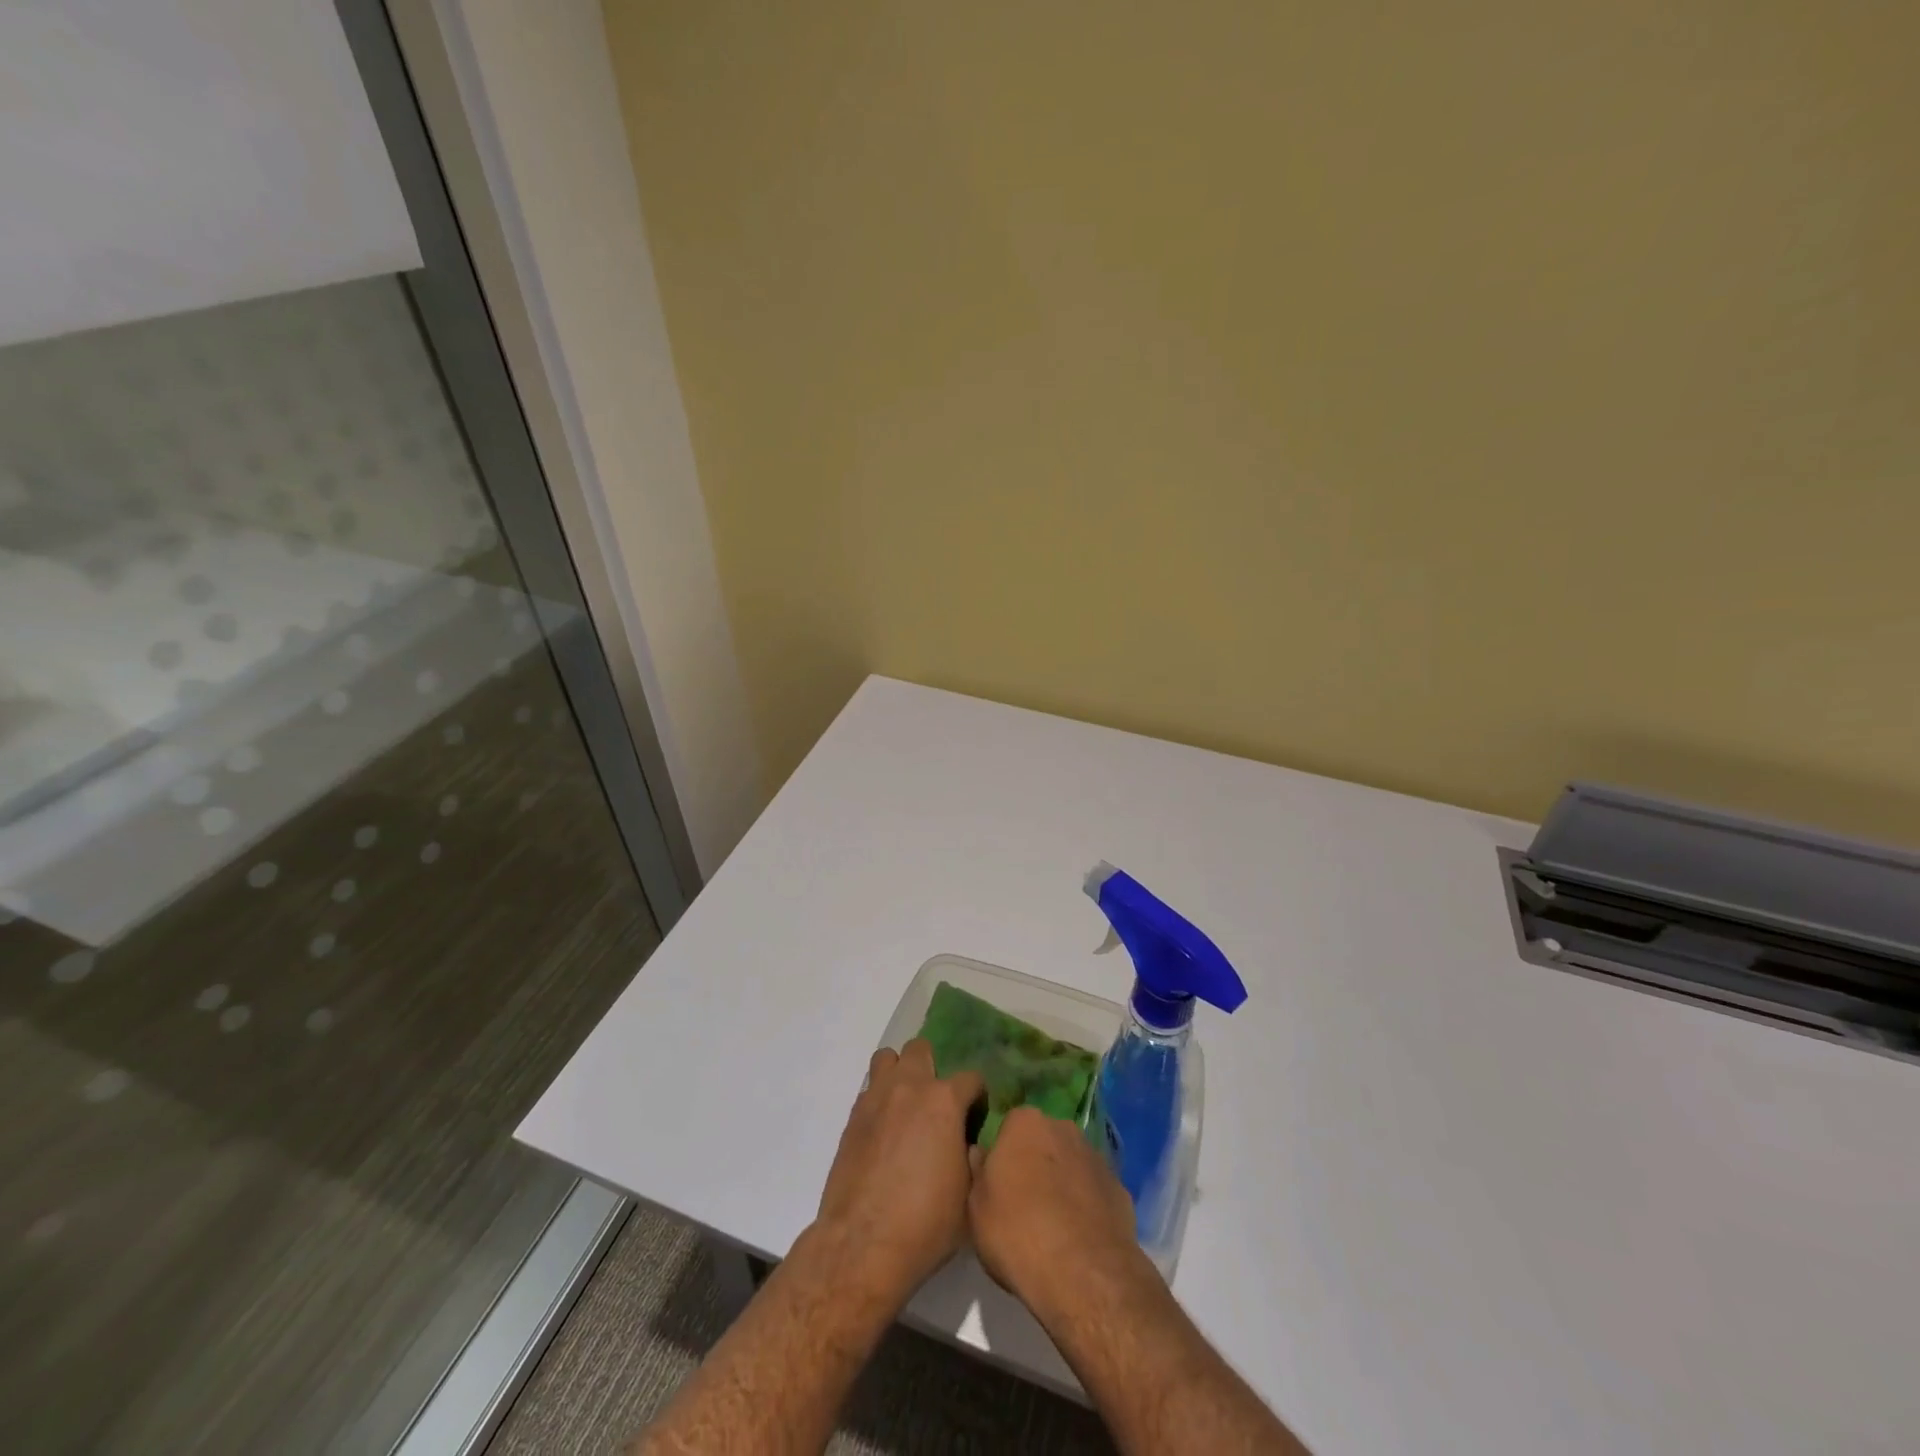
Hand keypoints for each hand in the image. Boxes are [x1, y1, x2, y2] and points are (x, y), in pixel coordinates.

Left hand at [812, 1039, 984, 1302]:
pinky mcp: (852, 1117)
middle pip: (921, 1049)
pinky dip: (880, 1100)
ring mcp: (876, 1098)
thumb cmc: (926, 1223)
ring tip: (906, 1106)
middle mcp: (909, 1087)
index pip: (971, 1078)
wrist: (863, 1245)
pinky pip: (869, 1090)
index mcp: (944, 1101)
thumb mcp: (969, 1193)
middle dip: (933, 1068)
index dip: (977, 1097)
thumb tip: (968, 1144)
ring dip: (900, 1073)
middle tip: (937, 1104)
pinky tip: (885, 1131)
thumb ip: (972, 1155)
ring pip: (888, 1059)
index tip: (976, 1118)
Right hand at [968, 1104, 1147, 1324]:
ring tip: (1052, 1225)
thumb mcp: (976, 1207)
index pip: (1009, 1126)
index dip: (1003, 1154)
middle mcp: (1063, 1128)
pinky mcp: (1120, 1189)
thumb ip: (978, 1172)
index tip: (998, 1182)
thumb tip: (982, 1153)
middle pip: (1043, 1141)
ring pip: (1071, 1164)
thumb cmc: (1017, 1232)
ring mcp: (1096, 1157)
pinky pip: (1094, 1191)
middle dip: (1035, 1163)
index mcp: (1026, 1123)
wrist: (1083, 1273)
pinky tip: (1078, 1238)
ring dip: (1062, 1183)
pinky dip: (1086, 1206)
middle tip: (1023, 1202)